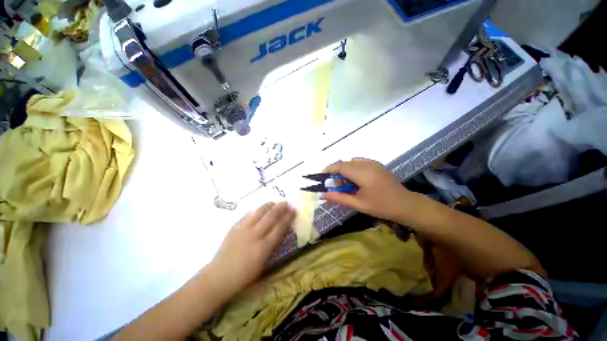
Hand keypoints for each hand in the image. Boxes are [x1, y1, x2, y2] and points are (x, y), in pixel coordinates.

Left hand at [207, 202, 295, 296]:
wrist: (219, 276)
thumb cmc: (244, 275)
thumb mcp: (264, 263)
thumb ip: (272, 245)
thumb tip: (279, 231)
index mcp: (263, 247)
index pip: (279, 228)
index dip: (288, 218)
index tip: (293, 210)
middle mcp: (254, 235)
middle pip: (270, 217)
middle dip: (280, 208)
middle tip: (286, 202)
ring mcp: (243, 230)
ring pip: (258, 213)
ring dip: (268, 206)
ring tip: (274, 202)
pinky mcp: (234, 227)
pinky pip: (247, 215)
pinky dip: (255, 211)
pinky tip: (259, 209)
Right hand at [322, 158, 420, 223]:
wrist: (406, 204)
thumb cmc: (381, 206)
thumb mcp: (358, 204)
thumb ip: (338, 198)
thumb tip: (322, 195)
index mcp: (362, 173)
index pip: (339, 166)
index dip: (328, 170)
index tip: (322, 178)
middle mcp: (366, 164)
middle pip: (344, 163)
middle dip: (336, 172)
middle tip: (337, 186)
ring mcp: (373, 163)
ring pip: (351, 162)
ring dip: (345, 171)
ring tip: (348, 185)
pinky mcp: (376, 164)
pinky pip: (359, 162)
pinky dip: (353, 169)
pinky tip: (357, 181)